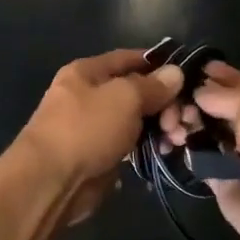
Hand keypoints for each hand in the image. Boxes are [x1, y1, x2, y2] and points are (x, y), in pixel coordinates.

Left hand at [19, 51, 183, 218]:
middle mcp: (89, 96)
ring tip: (178, 139)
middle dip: (164, 103)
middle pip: (136, 92)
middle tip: (183, 120)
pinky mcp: (101, 155)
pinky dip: (150, 146)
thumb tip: (176, 72)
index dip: (158, 64)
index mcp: (87, 72)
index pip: (129, 59)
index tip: (187, 74)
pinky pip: (132, 145)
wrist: (51, 181)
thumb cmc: (86, 128)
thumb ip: (152, 85)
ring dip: (161, 127)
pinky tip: (167, 152)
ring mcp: (95, 127)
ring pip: (137, 120)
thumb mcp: (124, 97)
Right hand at [159, 63, 239, 239]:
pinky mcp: (222, 183)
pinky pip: (198, 161)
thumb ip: (225, 96)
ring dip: (184, 124)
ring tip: (170, 122)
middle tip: (172, 101)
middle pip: (216, 109)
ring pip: (203, 134)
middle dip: (193, 101)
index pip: (238, 85)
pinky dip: (183, 151)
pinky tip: (169, 142)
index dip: (215, 77)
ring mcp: (238, 158)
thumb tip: (199, 92)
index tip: (187, 70)